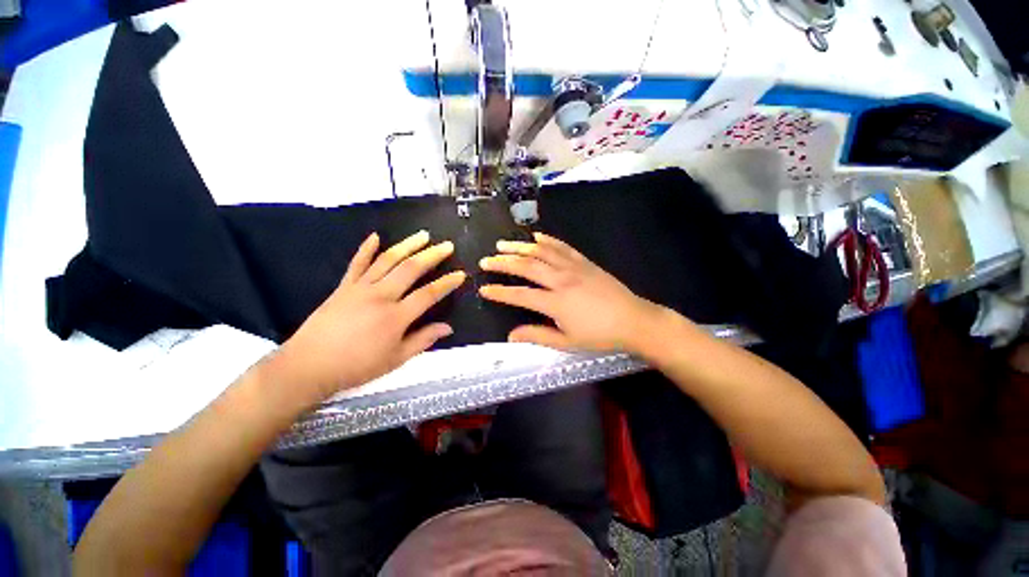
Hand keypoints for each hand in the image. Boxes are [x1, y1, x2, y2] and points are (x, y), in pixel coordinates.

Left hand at [267, 231, 465, 402]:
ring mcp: (360, 288)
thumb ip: (423, 340)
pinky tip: (375, 236)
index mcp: (395, 317)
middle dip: (432, 255)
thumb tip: (448, 328)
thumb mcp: (396, 359)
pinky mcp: (343, 287)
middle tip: (447, 245)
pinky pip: (356, 263)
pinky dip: (366, 248)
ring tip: (423, 235)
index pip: (428, 294)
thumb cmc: (356, 366)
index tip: (460, 274)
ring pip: (387, 260)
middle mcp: (380, 296)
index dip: (447, 283)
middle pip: (410, 269)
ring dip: (407, 245)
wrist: (308, 366)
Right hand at [479, 232, 664, 352]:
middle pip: (526, 267)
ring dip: (520, 247)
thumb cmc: (600, 336)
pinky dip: (547, 240)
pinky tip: (536, 236)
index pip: (520, 295)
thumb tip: (511, 336)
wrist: (634, 321)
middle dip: (503, 263)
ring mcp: (574, 268)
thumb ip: (537, 336)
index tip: (483, 289)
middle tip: (486, 260)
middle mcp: (561, 280)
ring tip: (502, 244)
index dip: (499, 292)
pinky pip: (563, 247)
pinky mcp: (585, 262)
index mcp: (555, 303)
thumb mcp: (567, 342)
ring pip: (541, 252)